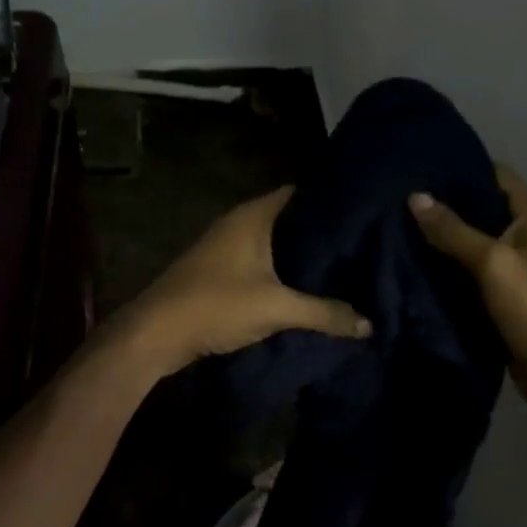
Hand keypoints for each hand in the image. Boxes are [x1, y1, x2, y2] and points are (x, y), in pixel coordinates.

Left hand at [116, 186, 369, 379]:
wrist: (156, 332)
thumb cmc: (216, 305)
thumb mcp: (276, 309)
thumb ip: (325, 313)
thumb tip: (369, 324)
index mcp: (253, 216)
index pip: (300, 193)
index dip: (330, 200)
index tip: (363, 212)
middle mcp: (239, 223)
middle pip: (289, 219)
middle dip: (320, 233)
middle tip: (361, 244)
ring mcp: (225, 246)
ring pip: (274, 243)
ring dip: (300, 255)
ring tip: (341, 266)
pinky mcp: (219, 270)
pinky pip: (261, 262)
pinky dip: (282, 270)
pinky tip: (305, 287)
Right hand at [409, 167, 526, 420]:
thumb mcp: (491, 262)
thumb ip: (453, 230)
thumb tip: (414, 196)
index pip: (496, 174)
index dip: (464, 165)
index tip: (424, 162)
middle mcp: (523, 233)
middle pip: (480, 204)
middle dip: (446, 199)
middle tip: (401, 191)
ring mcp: (511, 263)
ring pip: (471, 236)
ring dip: (443, 231)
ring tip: (400, 218)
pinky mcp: (498, 289)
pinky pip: (467, 264)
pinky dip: (445, 259)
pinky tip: (414, 254)